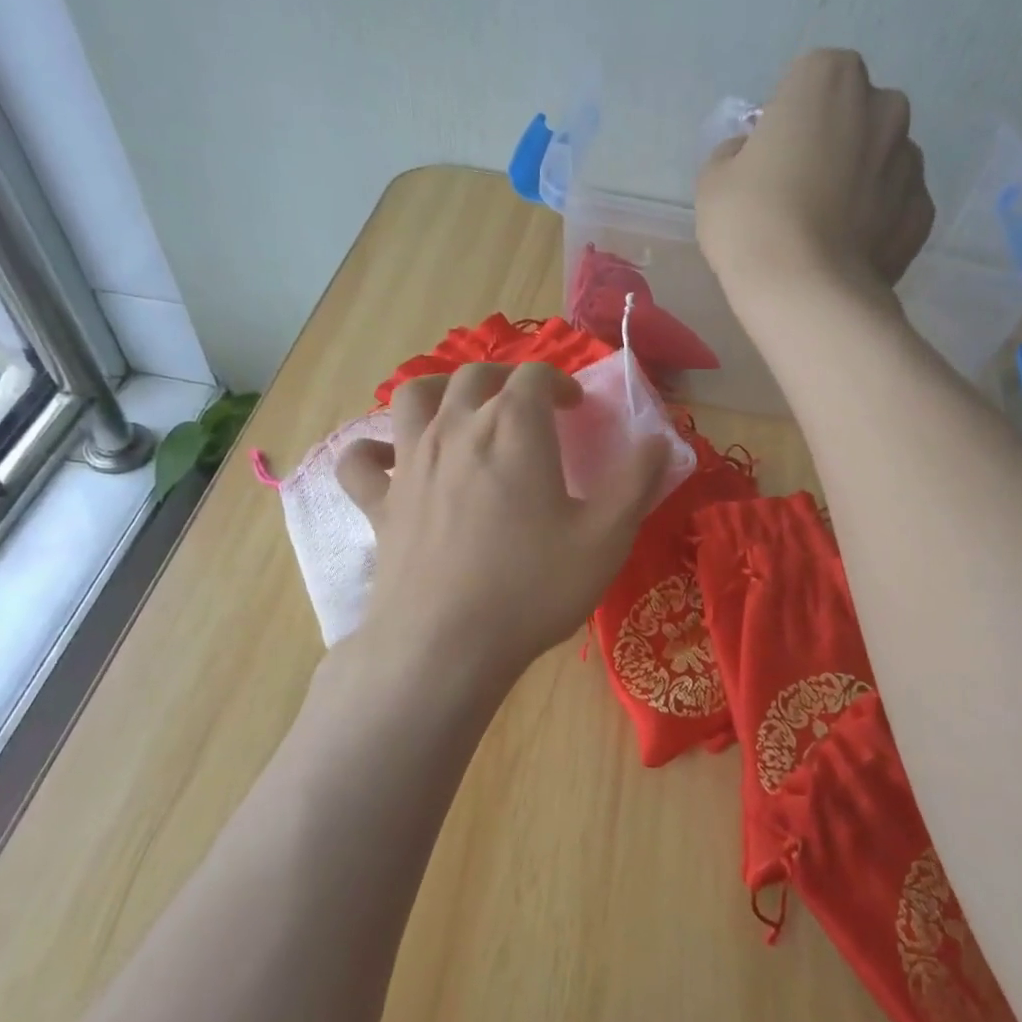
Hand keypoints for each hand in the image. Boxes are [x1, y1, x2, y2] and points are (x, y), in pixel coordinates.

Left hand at [335, 363, 671, 698]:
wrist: (445, 644)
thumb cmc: (533, 586)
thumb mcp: (607, 537)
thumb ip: (637, 481)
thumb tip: (660, 440)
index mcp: (514, 427)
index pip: (536, 377)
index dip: (560, 382)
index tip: (576, 407)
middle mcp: (457, 428)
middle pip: (475, 376)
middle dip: (506, 379)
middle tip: (527, 405)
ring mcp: (411, 463)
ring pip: (414, 397)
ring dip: (440, 390)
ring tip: (459, 407)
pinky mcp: (380, 502)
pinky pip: (361, 461)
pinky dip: (372, 450)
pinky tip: (386, 459)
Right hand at [697, 48, 932, 311]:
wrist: (805, 293)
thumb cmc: (752, 220)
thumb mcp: (715, 178)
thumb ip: (736, 153)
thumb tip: (752, 157)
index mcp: (830, 78)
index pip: (809, 79)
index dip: (788, 117)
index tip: (771, 155)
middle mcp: (884, 106)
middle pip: (854, 114)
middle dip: (833, 140)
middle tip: (798, 189)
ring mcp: (911, 161)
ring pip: (880, 159)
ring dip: (859, 179)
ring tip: (825, 228)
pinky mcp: (923, 212)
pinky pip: (896, 206)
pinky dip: (878, 220)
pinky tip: (849, 251)